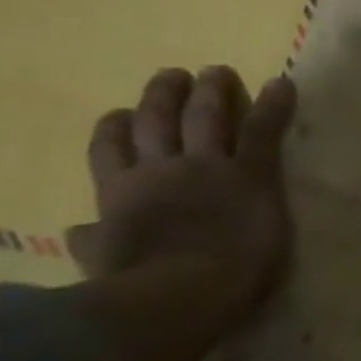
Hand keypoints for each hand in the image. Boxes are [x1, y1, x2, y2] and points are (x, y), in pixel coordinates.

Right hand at [69, 66, 297, 333]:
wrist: (185, 289)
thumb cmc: (142, 289)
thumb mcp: (103, 264)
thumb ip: (94, 244)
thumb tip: (77, 232)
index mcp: (118, 196)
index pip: (108, 152)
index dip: (114, 129)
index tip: (117, 113)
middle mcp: (159, 171)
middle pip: (155, 122)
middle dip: (163, 96)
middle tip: (174, 75)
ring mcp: (206, 167)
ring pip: (205, 117)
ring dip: (211, 90)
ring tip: (217, 70)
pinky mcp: (250, 171)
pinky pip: (263, 128)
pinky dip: (274, 103)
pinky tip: (282, 82)